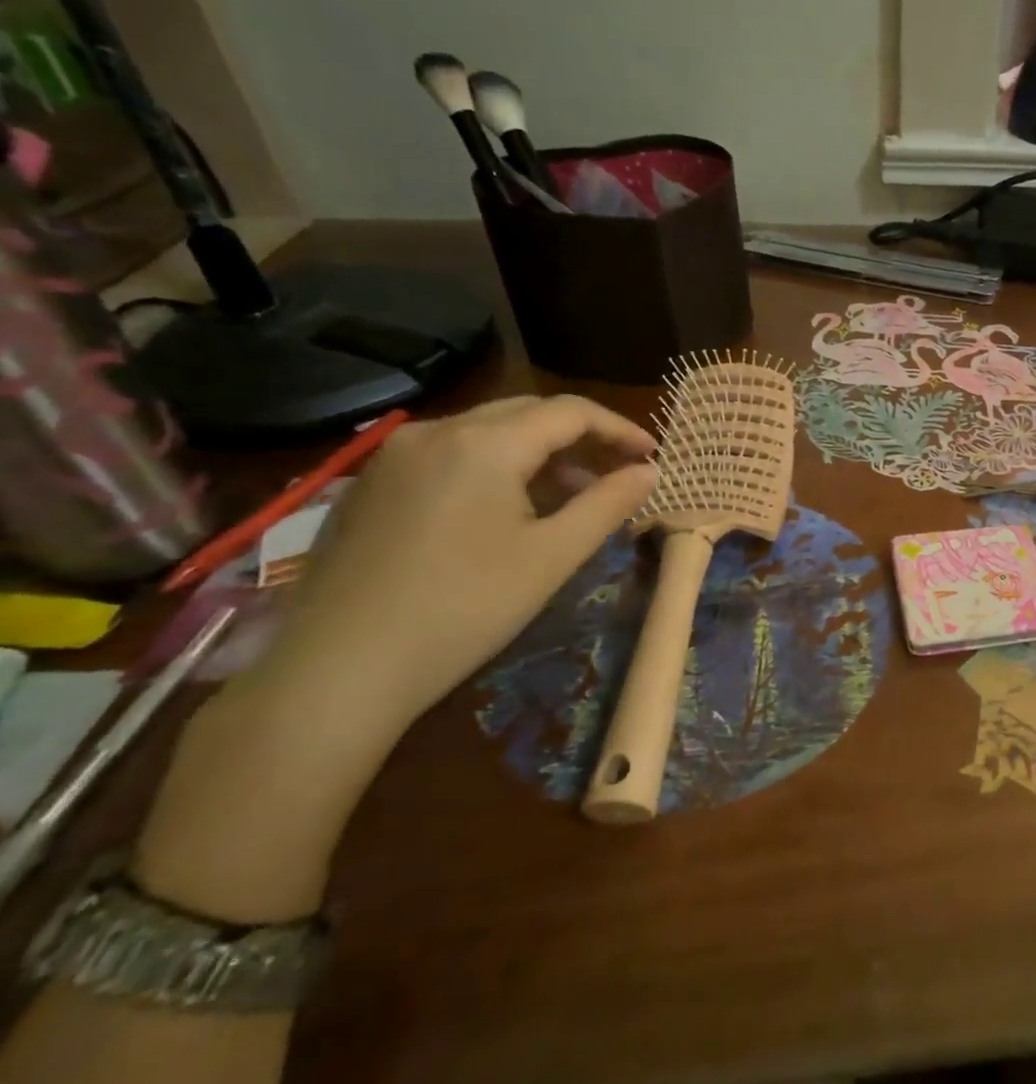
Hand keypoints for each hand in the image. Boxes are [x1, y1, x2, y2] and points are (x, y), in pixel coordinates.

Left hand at [264, 395, 655, 732]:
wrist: (335, 672)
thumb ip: (608, 504)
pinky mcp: (368, 486)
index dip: (619, 429)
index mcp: (484, 443)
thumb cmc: (463, 609)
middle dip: (580, 437)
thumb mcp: (553, 556)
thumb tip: (650, 471)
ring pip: (485, 432)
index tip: (652, 456)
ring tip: (569, 496)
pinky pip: (448, 455)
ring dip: (537, 453)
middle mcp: (435, 432)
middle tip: (617, 472)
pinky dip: (493, 467)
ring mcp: (392, 457)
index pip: (570, 412)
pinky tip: (504, 510)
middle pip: (527, 412)